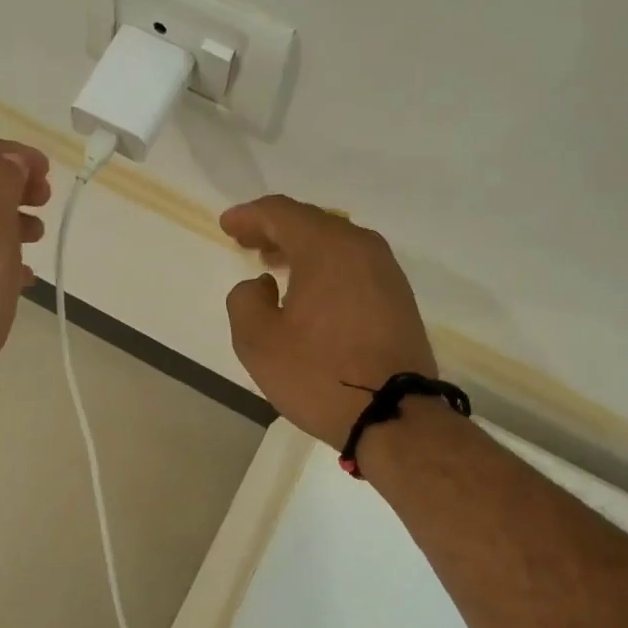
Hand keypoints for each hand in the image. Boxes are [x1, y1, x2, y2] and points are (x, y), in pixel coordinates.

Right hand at [220, 196, 435, 447]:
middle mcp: (361, 247)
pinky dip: (326, 268)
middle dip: (276, 230)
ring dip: (302, 249)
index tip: (228, 225)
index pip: (281, 213)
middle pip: (312, 223)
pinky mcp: (398, 298)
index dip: (249, 216)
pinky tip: (311, 291)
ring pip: (336, 244)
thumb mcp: (258, 342)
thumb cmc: (319, 375)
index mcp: (326, 247)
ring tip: (276, 265)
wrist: (394, 414)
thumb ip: (245, 300)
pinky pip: (353, 266)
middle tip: (248, 243)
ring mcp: (386, 272)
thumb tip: (260, 286)